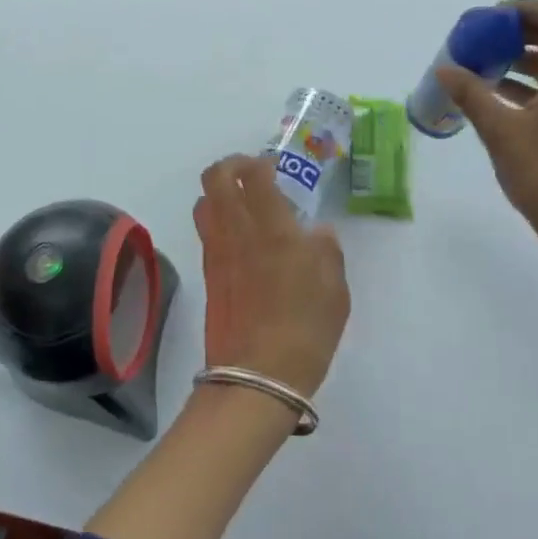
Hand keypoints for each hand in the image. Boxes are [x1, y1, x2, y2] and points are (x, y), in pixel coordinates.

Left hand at [193, 155, 349, 398]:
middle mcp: (237, 231)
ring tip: (243, 204)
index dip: (260, 162)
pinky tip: (241, 238)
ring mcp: (216, 252)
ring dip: (219, 192)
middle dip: (230, 165)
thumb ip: (327, 252)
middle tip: (251, 173)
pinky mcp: (207, 274)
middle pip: (215, 178)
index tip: (274, 167)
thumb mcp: (335, 291)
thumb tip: (317, 233)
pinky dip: (218, 221)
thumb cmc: (305, 331)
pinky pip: (206, 232)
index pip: (254, 175)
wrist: (257, 376)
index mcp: (273, 229)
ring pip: (203, 203)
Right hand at [435, 0, 537, 274]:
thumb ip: (471, 95)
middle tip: (483, 37)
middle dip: (520, 34)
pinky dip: (529, 84)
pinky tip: (496, 95)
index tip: (492, 15)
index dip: (527, 9)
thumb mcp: (500, 132)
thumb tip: (445, 70)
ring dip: (522, 60)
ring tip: (483, 64)